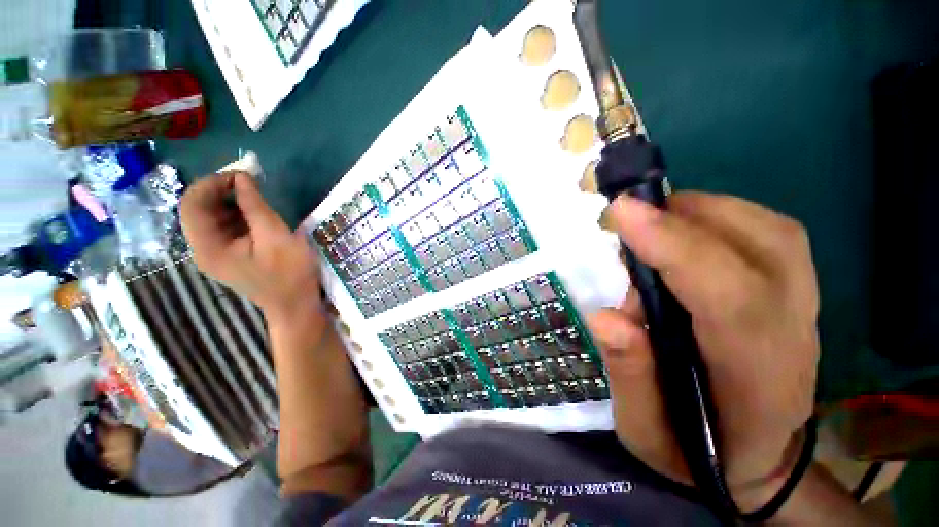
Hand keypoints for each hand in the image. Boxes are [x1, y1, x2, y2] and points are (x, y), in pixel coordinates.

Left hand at [180, 172, 321, 319]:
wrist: (296, 305)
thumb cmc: (290, 274)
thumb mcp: (276, 237)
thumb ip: (255, 206)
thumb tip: (242, 176)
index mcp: (208, 247)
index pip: (192, 204)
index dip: (212, 183)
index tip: (243, 174)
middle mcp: (203, 249)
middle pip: (199, 209)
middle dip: (221, 190)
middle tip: (251, 181)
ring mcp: (215, 253)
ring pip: (211, 217)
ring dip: (230, 201)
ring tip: (256, 194)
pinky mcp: (228, 255)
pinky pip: (224, 227)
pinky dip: (237, 214)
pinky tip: (256, 212)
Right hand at [588, 191, 818, 508]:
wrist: (757, 454)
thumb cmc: (695, 449)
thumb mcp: (645, 432)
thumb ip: (629, 376)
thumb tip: (606, 316)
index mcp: (757, 381)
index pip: (730, 298)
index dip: (675, 247)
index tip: (622, 213)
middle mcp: (795, 333)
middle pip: (762, 246)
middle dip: (681, 220)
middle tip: (624, 221)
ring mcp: (806, 305)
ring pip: (769, 230)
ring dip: (698, 213)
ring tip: (648, 227)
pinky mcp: (797, 288)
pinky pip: (768, 230)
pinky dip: (718, 216)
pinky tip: (681, 233)